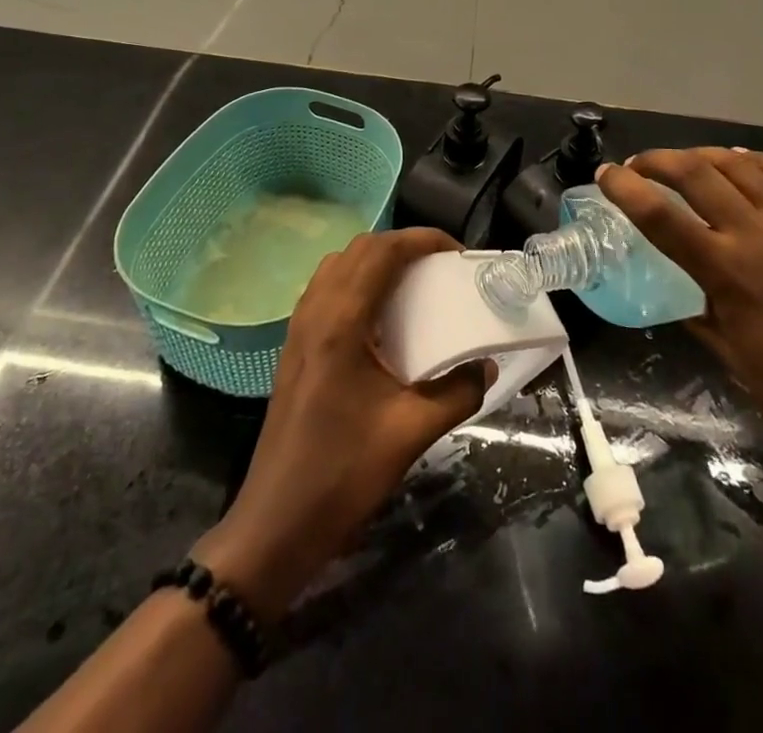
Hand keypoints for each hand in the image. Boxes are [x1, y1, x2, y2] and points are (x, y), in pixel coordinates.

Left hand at [192, 228, 493, 619]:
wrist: (276, 523)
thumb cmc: (343, 474)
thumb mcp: (411, 433)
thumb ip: (457, 392)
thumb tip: (487, 365)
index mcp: (341, 321)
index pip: (382, 251)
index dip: (422, 239)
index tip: (458, 253)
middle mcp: (315, 311)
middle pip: (359, 249)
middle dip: (403, 245)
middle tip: (441, 266)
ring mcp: (299, 327)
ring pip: (339, 265)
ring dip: (377, 260)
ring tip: (414, 283)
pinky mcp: (294, 345)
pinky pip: (327, 289)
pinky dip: (358, 281)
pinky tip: (381, 316)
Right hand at [596, 148, 762, 492]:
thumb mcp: (726, 351)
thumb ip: (695, 304)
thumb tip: (674, 280)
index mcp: (728, 273)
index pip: (661, 216)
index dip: (625, 188)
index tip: (605, 174)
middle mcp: (761, 237)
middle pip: (697, 174)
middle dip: (658, 160)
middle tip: (638, 165)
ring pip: (741, 166)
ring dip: (702, 155)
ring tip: (683, 161)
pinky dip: (758, 161)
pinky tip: (740, 162)